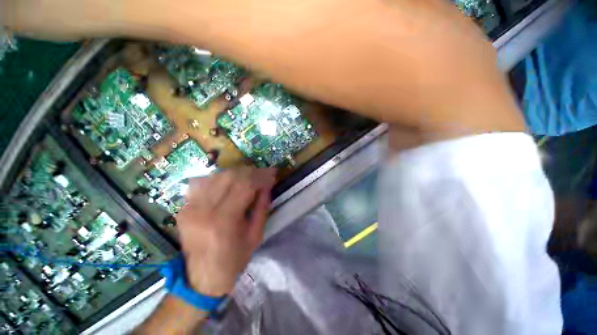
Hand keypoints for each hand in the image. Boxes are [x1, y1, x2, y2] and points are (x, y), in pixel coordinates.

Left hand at [176, 167, 275, 295]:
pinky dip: (220, 178)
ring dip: (236, 173)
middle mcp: (203, 210)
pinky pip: (203, 182)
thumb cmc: (234, 260)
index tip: (272, 173)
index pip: (244, 185)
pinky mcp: (184, 207)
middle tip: (262, 174)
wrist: (201, 278)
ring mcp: (190, 207)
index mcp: (224, 220)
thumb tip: (267, 185)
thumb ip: (262, 206)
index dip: (260, 176)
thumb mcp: (256, 235)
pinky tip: (229, 183)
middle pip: (229, 176)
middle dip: (250, 171)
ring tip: (248, 177)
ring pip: (216, 175)